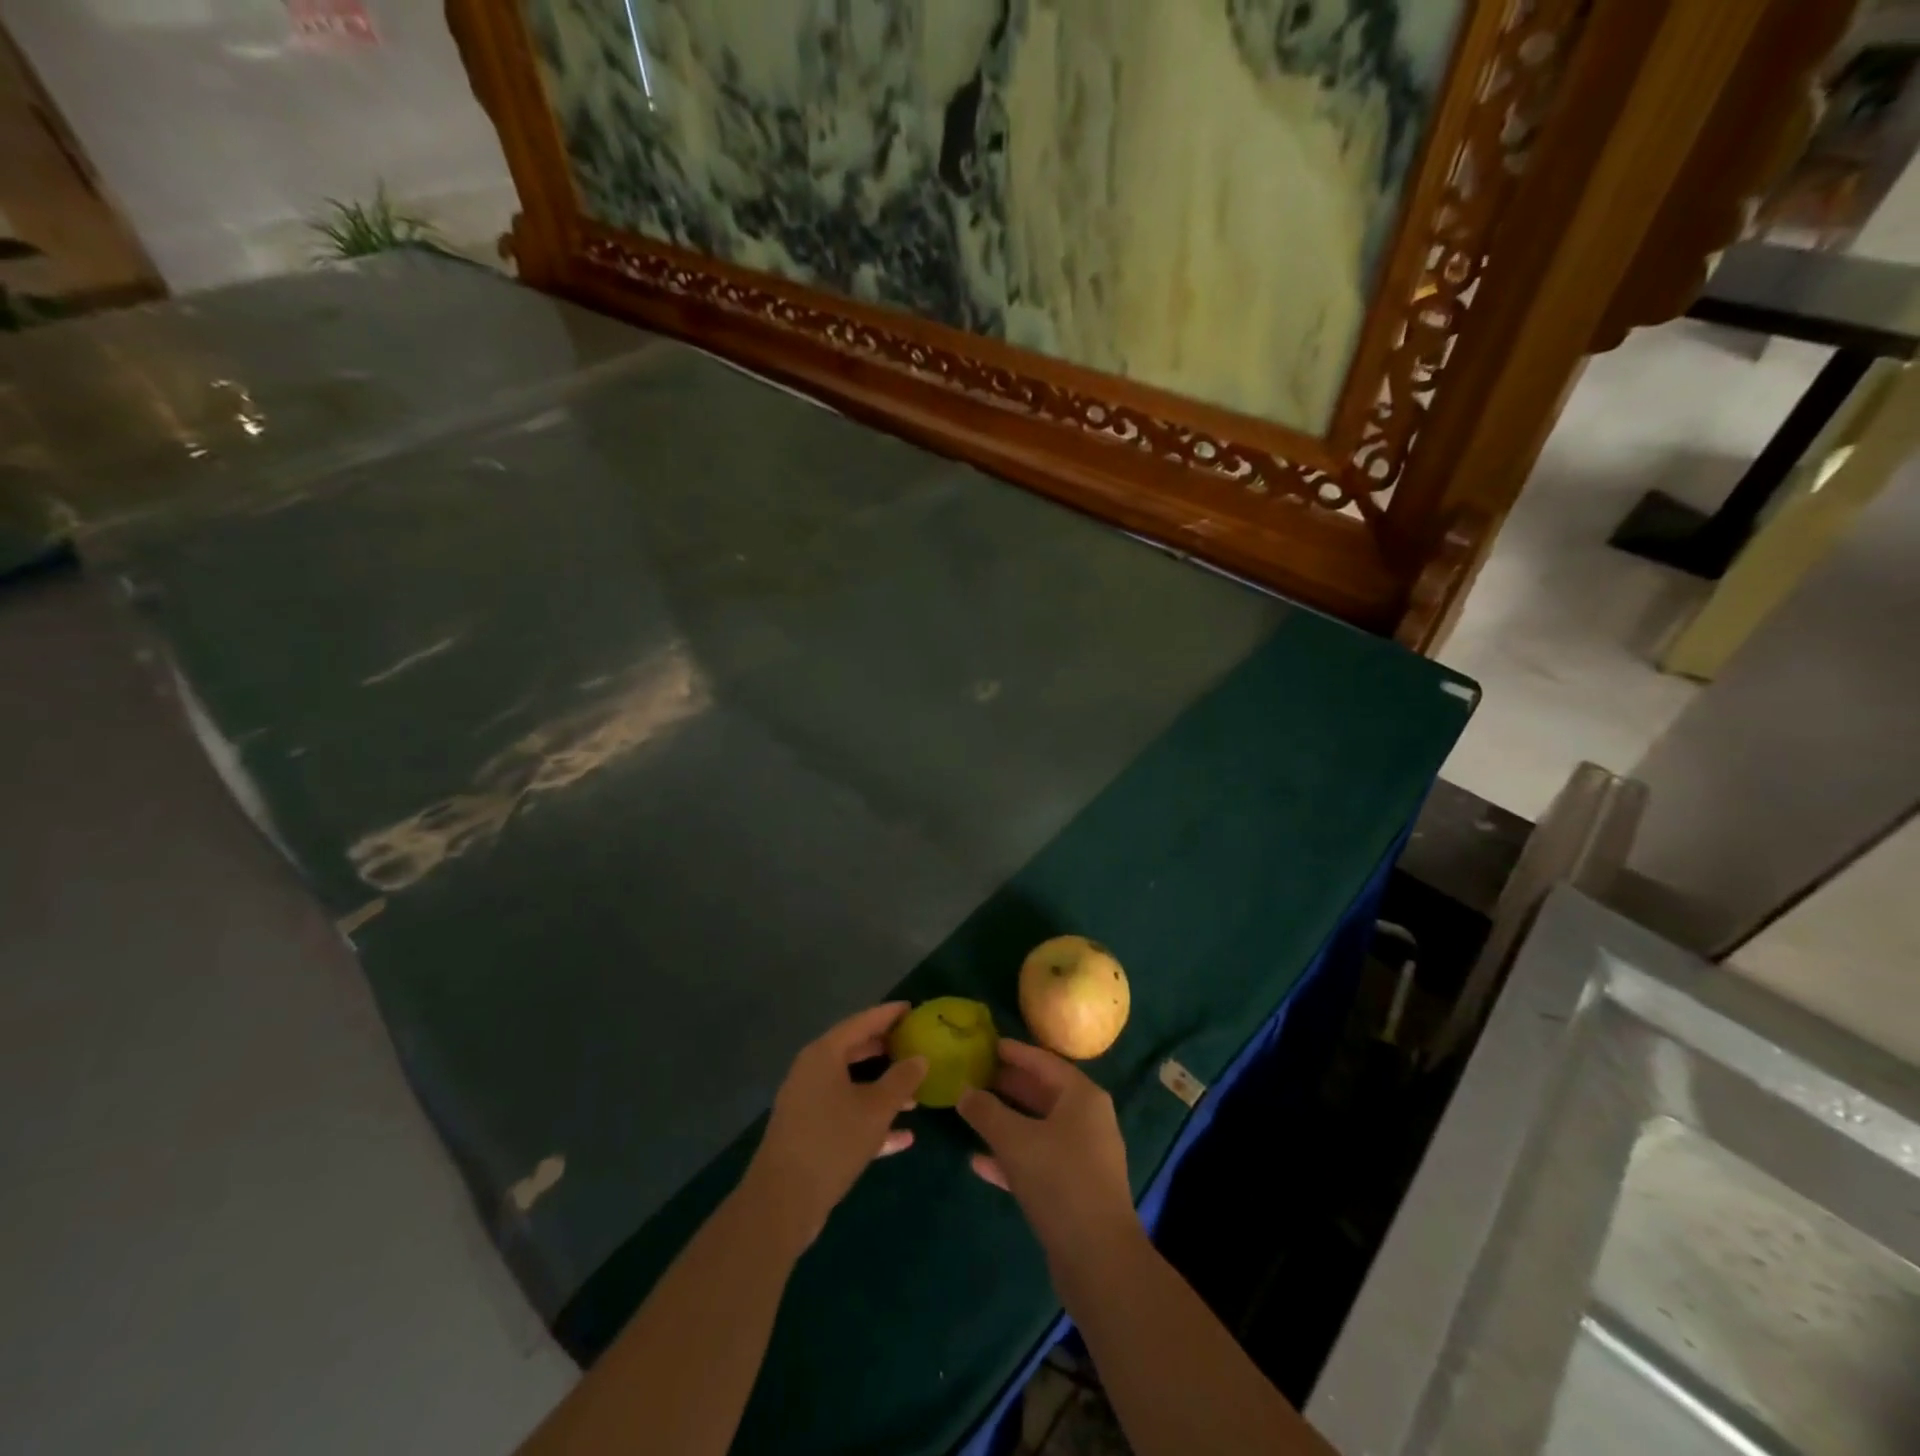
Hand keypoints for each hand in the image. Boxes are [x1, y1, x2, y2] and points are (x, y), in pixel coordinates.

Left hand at [741, 1002, 926, 1251]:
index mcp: (823, 1055)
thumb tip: (920, 1058)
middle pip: (854, 1051)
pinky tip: (903, 1137)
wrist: (782, 1202)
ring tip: (915, 1094)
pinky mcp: (809, 1133)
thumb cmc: (832, 1141)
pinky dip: (870, 1119)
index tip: (912, 1008)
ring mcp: (808, 1103)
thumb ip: (901, 1080)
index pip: (861, 1022)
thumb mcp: (875, 1109)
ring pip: (851, 1085)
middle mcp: (812, 1072)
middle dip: (885, 1050)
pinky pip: (845, 1115)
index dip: (888, 1014)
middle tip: (914, 1045)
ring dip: (882, 1089)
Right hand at [958, 1040, 1140, 1271]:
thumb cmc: (1059, 1181)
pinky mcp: (1075, 1189)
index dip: (1015, 1052)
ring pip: (1039, 1128)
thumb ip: (986, 1112)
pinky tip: (979, 1162)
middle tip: (975, 1075)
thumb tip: (964, 1092)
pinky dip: (1012, 1157)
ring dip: (1007, 1122)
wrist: (1098, 1260)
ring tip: (973, 1112)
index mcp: (1082, 1097)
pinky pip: (1039, 1160)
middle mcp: (1088, 1120)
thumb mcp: (1015, 1140)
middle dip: (1009, 1086)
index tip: (988, 1045)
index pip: (1044, 1062)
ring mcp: (1084, 1156)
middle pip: (1043, 1093)